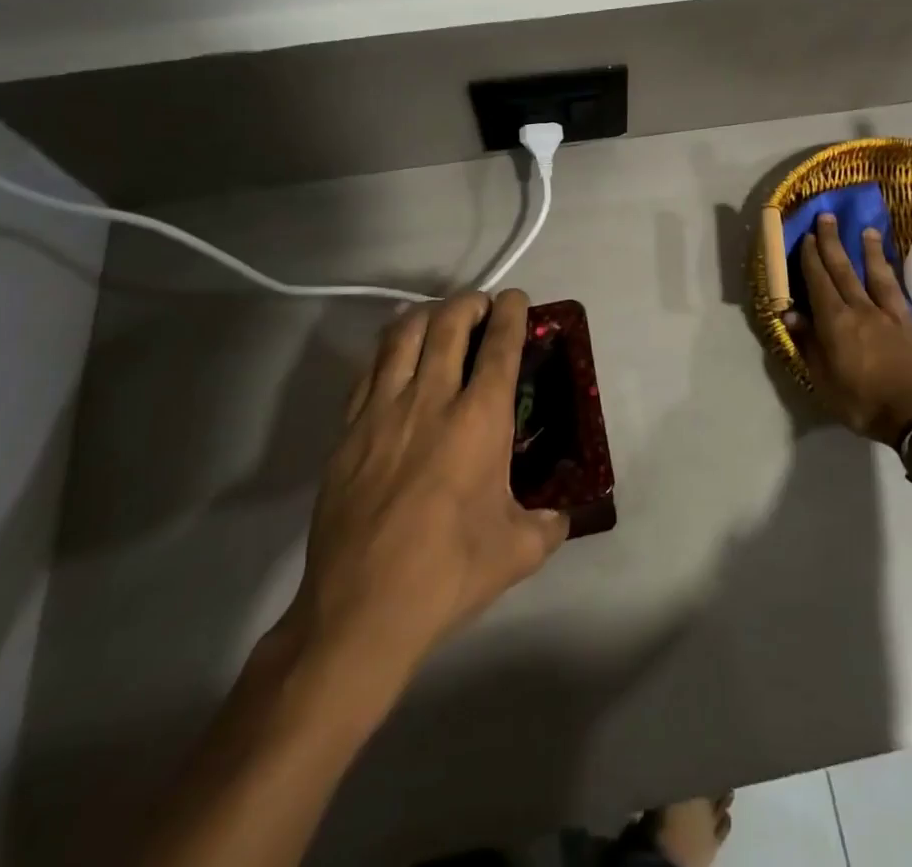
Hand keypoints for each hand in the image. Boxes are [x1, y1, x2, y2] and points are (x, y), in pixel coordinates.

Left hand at [279, 290, 568, 675]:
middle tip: (482, 306)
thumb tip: (563, 514)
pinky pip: (369, 369)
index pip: (500, 346)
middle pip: (449, 323)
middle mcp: (431, 400)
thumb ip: (550, 524)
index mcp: (479, 420)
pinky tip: (397, 355)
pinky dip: (389, 347)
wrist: (360, 610)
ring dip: (427, 314)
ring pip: (403, 335)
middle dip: (470, 303)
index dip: (512, 313)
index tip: (517, 300)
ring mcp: (383, 411)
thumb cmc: (448, 573)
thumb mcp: (518, 551)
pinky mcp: (348, 430)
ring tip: (440, 317)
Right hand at [787, 213, 911, 445]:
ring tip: (866, 230)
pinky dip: (889, 273)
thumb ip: (808, 344)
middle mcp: (860, 308)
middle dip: (832, 242)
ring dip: (867, 250)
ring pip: (874, 273)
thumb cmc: (865, 404)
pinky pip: (896, 289)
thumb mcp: (824, 381)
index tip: (807, 236)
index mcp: (835, 322)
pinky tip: (889, 267)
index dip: (811, 259)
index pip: (818, 282)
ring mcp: (888, 313)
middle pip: (843, 269)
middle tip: (827, 217)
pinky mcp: (910, 323)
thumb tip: (790, 313)